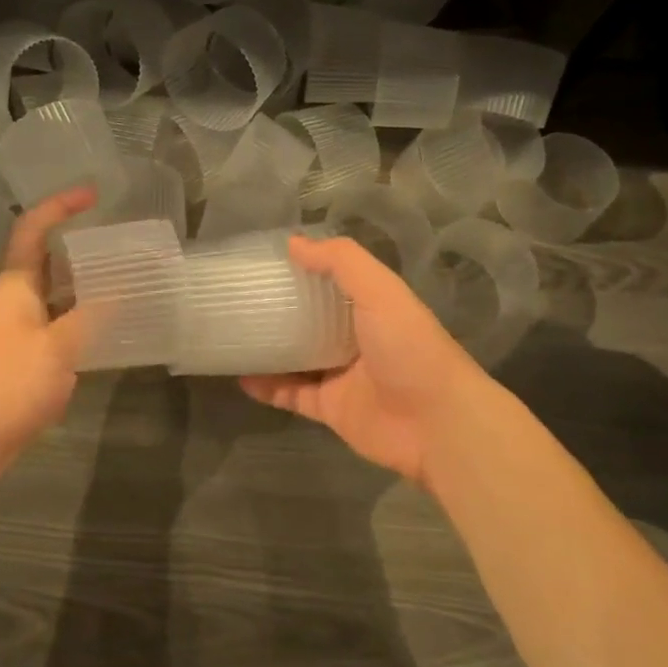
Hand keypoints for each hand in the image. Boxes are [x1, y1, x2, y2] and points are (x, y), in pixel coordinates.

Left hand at [0, 187, 95, 496]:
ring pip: (54, 297)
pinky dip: (81, 322)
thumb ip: (91, 316)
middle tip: (119, 241)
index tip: (93, 194)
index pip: (32, 230)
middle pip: (45, 261)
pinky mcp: (21, 362)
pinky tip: (108, 331)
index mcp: (14, 286)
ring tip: (124, 280)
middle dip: (79, 247)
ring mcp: (16, 333)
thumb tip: (122, 289)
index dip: (60, 206)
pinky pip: (56, 328)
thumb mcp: (58, 347)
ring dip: (83, 287)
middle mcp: (13, 302)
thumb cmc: (6, 384)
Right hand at [240, 235, 496, 489]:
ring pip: (297, 357)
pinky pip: (291, 395)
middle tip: (239, 296)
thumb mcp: (379, 290)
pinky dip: (267, 388)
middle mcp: (356, 337)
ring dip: (269, 348)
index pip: (332, 280)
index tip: (264, 258)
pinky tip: (240, 377)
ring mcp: (342, 375)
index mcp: (371, 305)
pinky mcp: (331, 408)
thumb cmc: (408, 346)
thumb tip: (293, 243)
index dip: (303, 268)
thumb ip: (340, 261)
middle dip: (281, 308)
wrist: (436, 423)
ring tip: (231, 334)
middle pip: (311, 318)